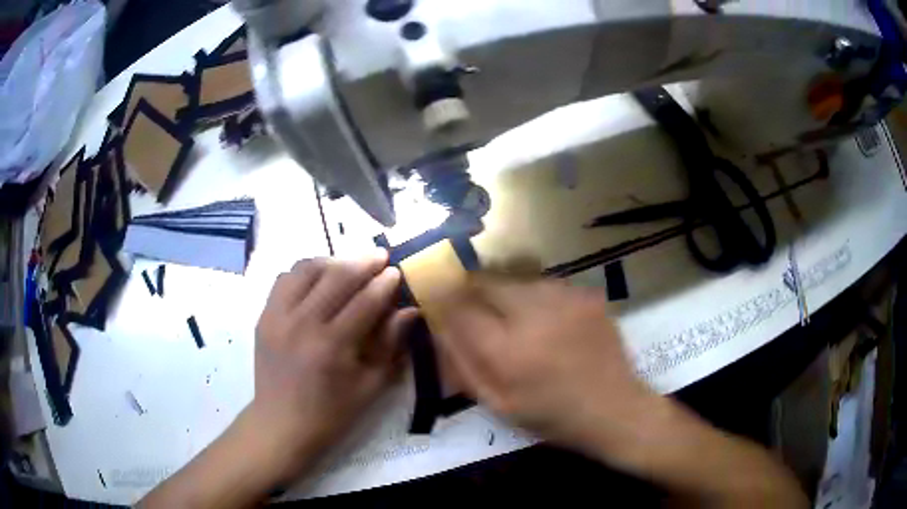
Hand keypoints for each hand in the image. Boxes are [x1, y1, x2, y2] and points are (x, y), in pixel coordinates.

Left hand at [250, 252, 417, 479]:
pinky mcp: (263, 316)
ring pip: (306, 269)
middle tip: (380, 256)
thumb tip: (410, 311)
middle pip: (335, 276)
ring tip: (348, 265)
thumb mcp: (370, 386)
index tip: (397, 270)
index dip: (384, 283)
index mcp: (331, 346)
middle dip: (362, 262)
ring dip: (332, 261)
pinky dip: (304, 272)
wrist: (282, 423)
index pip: (364, 301)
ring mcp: (277, 316)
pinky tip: (317, 280)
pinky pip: (284, 279)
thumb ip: (390, 345)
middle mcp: (301, 323)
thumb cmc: (332, 412)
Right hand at [433, 277, 656, 454]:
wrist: (615, 408)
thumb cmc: (552, 416)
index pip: (459, 307)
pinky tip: (545, 319)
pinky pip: (546, 284)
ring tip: (512, 316)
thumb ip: (463, 365)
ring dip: (504, 292)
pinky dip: (535, 296)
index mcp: (507, 350)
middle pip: (485, 281)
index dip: (442, 298)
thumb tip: (440, 329)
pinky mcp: (586, 294)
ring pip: (515, 278)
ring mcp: (565, 299)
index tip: (436, 298)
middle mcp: (534, 314)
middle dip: (470, 289)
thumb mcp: (498, 404)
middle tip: (472, 305)